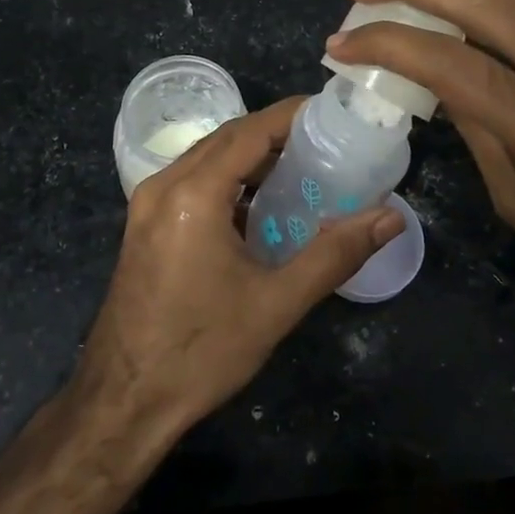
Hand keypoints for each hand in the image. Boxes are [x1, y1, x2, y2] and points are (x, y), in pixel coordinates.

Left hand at [76, 99, 403, 433]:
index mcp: (193, 193)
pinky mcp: (144, 223)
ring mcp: (147, 203)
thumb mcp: (276, 304)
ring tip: (302, 166)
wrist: (124, 402)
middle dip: (276, 132)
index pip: (251, 130)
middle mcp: (164, 184)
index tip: (334, 111)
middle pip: (227, 137)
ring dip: (251, 156)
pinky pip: (193, 181)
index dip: (293, 115)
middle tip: (327, 140)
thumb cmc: (201, 352)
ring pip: (208, 157)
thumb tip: (390, 218)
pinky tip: (260, 203)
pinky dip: (229, 179)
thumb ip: (335, 254)